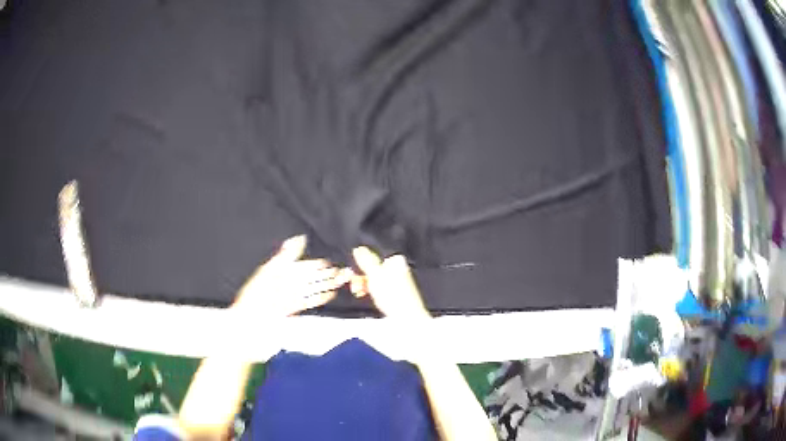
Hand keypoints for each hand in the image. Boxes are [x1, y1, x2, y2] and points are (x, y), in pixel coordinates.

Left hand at [233, 235, 351, 316]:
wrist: (250, 320)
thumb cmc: (256, 293)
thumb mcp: (271, 269)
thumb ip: (286, 255)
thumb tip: (299, 238)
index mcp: (281, 270)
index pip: (304, 265)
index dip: (318, 264)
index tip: (331, 261)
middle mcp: (287, 282)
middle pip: (311, 277)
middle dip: (326, 274)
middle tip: (344, 271)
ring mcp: (291, 296)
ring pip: (313, 288)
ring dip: (327, 285)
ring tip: (341, 281)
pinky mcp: (293, 308)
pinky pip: (310, 302)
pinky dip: (321, 298)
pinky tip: (331, 295)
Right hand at [350, 246, 429, 319]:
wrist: (407, 317)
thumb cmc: (395, 296)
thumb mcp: (375, 275)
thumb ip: (366, 261)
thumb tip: (359, 248)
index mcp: (396, 262)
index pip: (374, 257)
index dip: (363, 265)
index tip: (355, 272)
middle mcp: (398, 270)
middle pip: (374, 269)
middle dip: (362, 276)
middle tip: (355, 284)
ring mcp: (397, 282)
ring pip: (375, 280)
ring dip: (364, 285)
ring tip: (359, 292)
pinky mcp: (395, 294)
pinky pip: (378, 289)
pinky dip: (371, 291)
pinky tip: (365, 295)